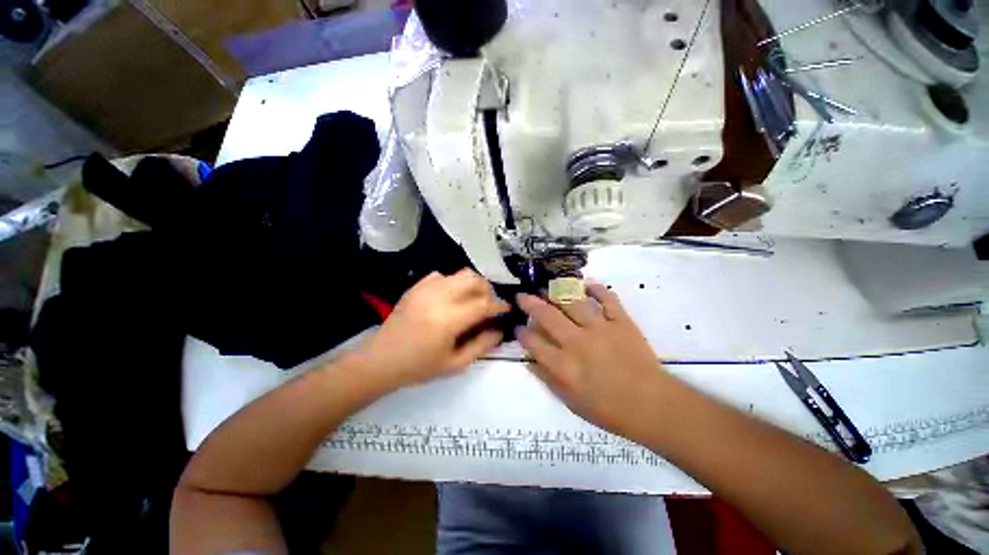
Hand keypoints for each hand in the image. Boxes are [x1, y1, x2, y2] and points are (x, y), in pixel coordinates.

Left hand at [355, 269, 509, 391]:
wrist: (381, 359)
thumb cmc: (419, 366)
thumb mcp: (455, 364)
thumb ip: (481, 345)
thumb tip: (500, 330)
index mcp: (449, 319)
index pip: (483, 303)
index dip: (499, 305)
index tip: (506, 309)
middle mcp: (439, 297)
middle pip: (474, 280)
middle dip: (487, 290)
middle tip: (488, 304)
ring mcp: (426, 288)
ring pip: (460, 273)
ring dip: (472, 285)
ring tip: (471, 300)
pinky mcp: (417, 286)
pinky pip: (442, 275)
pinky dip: (453, 283)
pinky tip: (450, 298)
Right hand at [516, 283, 669, 434]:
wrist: (651, 405)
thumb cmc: (608, 409)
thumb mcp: (570, 402)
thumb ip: (547, 379)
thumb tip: (529, 361)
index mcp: (563, 365)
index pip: (534, 343)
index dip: (522, 332)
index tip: (517, 326)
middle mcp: (577, 342)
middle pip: (547, 316)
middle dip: (530, 304)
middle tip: (522, 296)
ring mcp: (600, 329)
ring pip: (573, 302)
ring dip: (557, 292)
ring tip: (547, 286)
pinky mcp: (621, 322)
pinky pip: (607, 299)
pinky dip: (597, 288)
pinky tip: (586, 283)